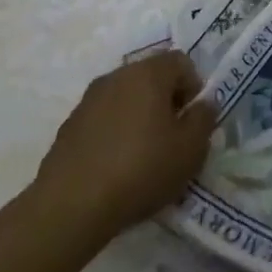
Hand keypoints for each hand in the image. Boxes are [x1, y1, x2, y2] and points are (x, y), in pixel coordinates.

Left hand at [28, 49, 216, 250]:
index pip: (180, 62)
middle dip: (166, 101)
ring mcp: (86, 103)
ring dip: (139, 118)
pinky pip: (103, 121)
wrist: (69, 209)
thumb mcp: (192, 148)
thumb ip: (205, 118)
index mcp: (148, 73)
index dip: (194, 87)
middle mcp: (115, 77)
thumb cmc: (142, 169)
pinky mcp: (67, 130)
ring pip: (125, 100)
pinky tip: (117, 168)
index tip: (192, 119)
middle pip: (151, 78)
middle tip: (173, 136)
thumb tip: (202, 105)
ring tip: (144, 156)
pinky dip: (115, 135)